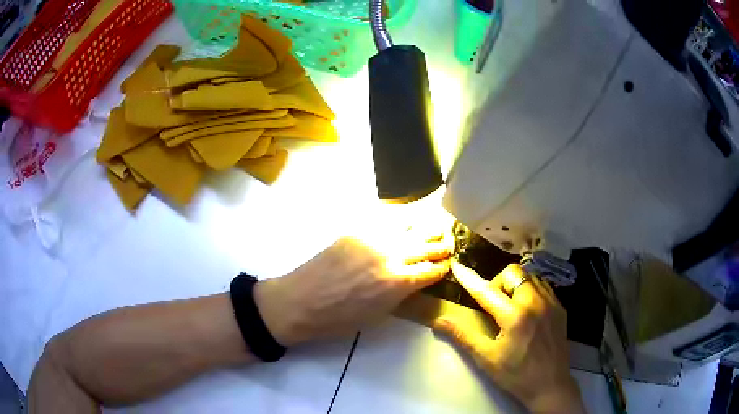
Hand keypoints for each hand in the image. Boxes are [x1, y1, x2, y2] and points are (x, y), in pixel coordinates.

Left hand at [254, 231, 452, 346]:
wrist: (301, 301)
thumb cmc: (340, 319)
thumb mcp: (380, 314)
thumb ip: (403, 294)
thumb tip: (417, 280)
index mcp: (399, 282)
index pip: (433, 269)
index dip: (443, 267)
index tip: (447, 265)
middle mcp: (392, 255)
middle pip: (428, 244)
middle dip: (442, 245)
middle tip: (448, 243)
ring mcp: (373, 238)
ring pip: (410, 224)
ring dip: (426, 227)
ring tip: (434, 226)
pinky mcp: (357, 229)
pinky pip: (386, 219)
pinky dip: (401, 221)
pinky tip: (405, 221)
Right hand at [434, 261, 585, 413]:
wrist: (550, 385)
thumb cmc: (516, 375)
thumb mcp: (486, 358)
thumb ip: (464, 336)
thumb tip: (439, 321)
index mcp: (515, 316)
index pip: (486, 291)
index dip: (469, 279)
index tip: (457, 266)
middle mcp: (535, 302)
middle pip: (513, 272)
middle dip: (498, 283)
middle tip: (493, 305)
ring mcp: (551, 303)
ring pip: (529, 276)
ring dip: (515, 285)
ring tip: (511, 307)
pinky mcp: (560, 308)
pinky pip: (543, 286)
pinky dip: (530, 291)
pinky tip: (527, 311)